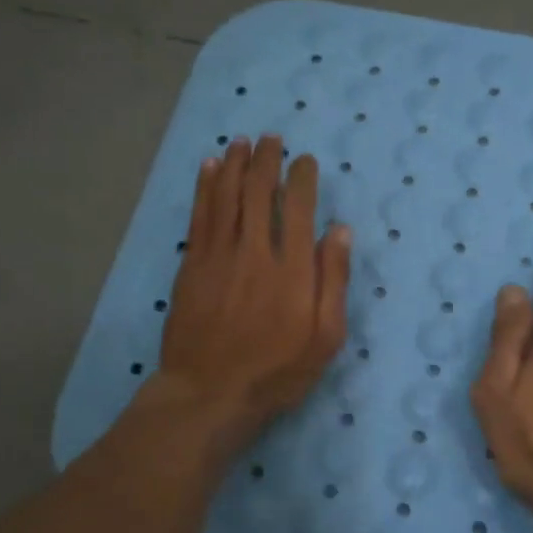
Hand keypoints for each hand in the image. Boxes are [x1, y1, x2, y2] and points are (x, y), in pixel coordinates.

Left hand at [153, 134, 350, 450]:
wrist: (210, 393)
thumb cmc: (276, 372)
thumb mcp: (325, 338)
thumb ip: (334, 281)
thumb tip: (340, 230)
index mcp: (293, 269)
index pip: (300, 208)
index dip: (303, 179)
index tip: (305, 161)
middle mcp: (256, 251)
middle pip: (260, 193)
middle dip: (267, 161)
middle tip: (271, 139)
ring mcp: (219, 256)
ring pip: (227, 196)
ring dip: (235, 164)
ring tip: (241, 142)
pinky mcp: (192, 266)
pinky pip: (200, 215)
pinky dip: (205, 187)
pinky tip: (209, 168)